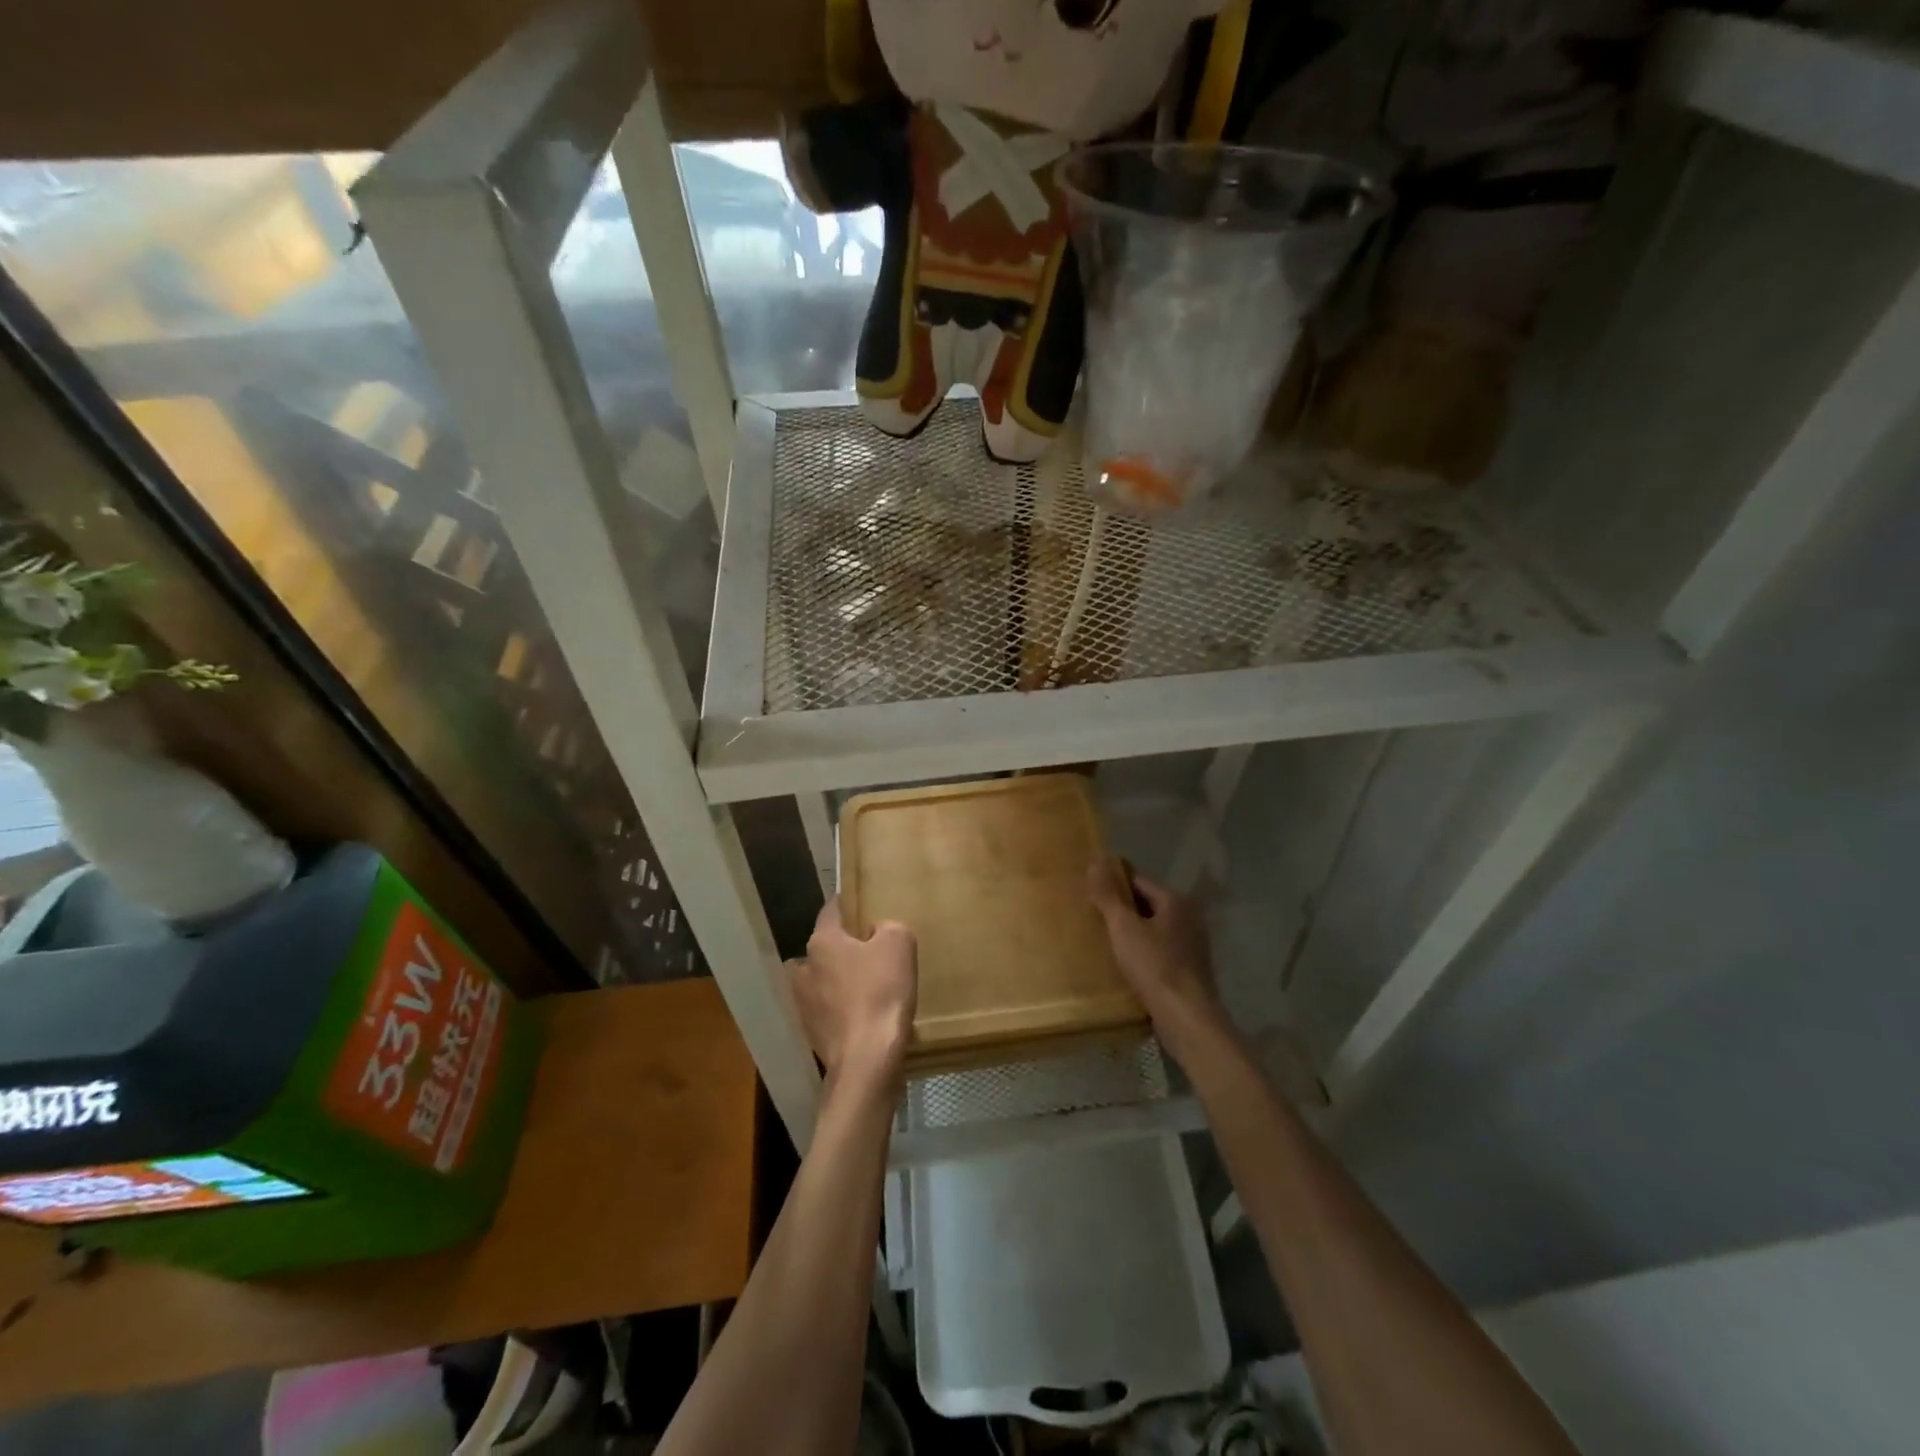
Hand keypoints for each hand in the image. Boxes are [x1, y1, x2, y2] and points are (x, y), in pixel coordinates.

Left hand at [790, 898, 916, 1092]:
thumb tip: (876, 932)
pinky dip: (843, 1010)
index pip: (831, 910)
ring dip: (840, 980)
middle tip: (872, 950)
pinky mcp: (812, 1033)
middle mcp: (804, 969)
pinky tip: (865, 1015)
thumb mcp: (899, 943)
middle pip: (825, 947)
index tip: (863, 904)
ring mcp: (803, 1004)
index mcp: (822, 941)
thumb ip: (888, 926)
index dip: (848, 904)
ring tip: (868, 986)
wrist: (867, 1061)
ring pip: (823, 980)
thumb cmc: (881, 992)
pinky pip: (829, 1010)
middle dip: (844, 947)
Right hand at [1087, 864, 1228, 1053]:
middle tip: (1091, 914)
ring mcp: (1192, 945)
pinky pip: (1159, 950)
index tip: (1090, 890)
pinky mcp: (1189, 969)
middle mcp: (1189, 918)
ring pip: (1153, 929)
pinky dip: (1142, 951)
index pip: (1139, 881)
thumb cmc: (1155, 966)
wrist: (1186, 1018)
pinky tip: (1123, 962)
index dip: (1114, 883)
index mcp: (1176, 901)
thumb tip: (1095, 860)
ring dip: (1131, 932)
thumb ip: (1108, 895)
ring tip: (1102, 938)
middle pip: (1147, 904)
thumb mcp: (1124, 928)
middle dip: (1122, 908)